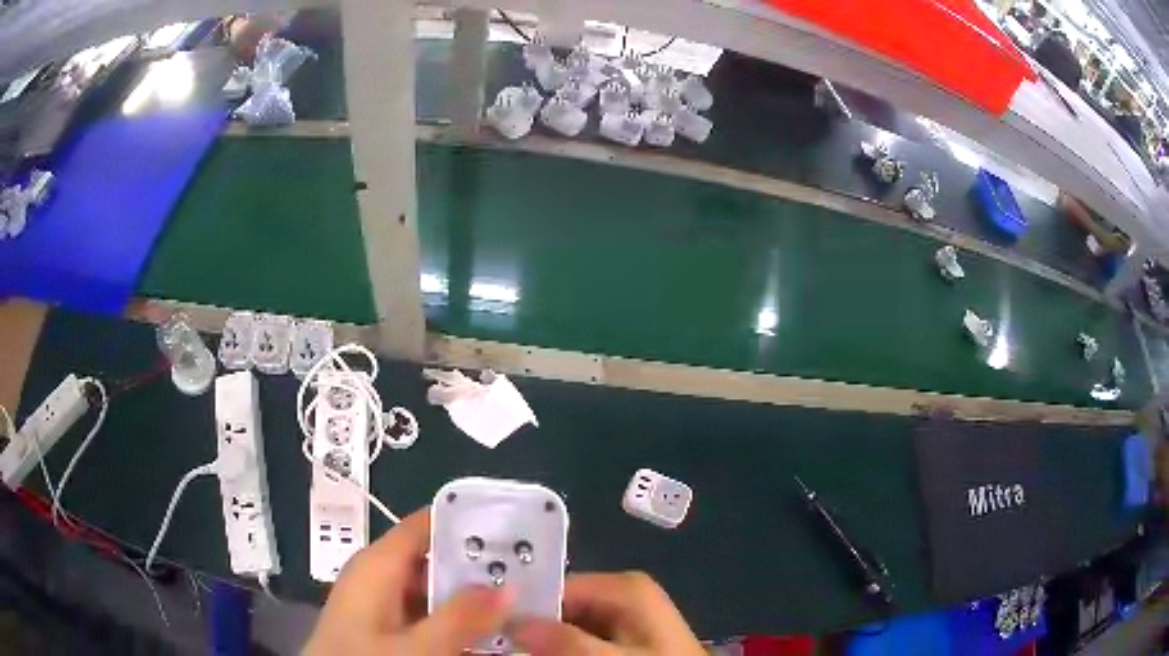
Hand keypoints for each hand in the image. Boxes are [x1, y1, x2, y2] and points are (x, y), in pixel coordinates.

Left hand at [303, 508, 512, 655]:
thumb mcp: (414, 647)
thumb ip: (460, 618)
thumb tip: (510, 588)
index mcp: (378, 565)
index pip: (428, 524)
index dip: (471, 524)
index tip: (519, 533)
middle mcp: (381, 578)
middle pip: (438, 560)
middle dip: (483, 571)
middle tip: (533, 578)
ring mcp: (384, 606)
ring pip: (438, 593)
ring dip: (476, 602)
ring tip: (523, 607)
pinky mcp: (388, 631)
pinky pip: (430, 618)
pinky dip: (459, 624)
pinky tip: (491, 637)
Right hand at [510, 572, 704, 654]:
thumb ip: (566, 641)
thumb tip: (514, 622)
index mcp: (624, 588)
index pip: (557, 586)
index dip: (524, 608)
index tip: (494, 628)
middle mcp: (622, 596)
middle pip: (560, 608)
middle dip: (535, 629)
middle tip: (503, 646)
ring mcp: (624, 618)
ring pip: (568, 627)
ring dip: (548, 642)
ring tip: (518, 652)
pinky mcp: (625, 638)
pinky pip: (583, 639)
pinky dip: (565, 649)